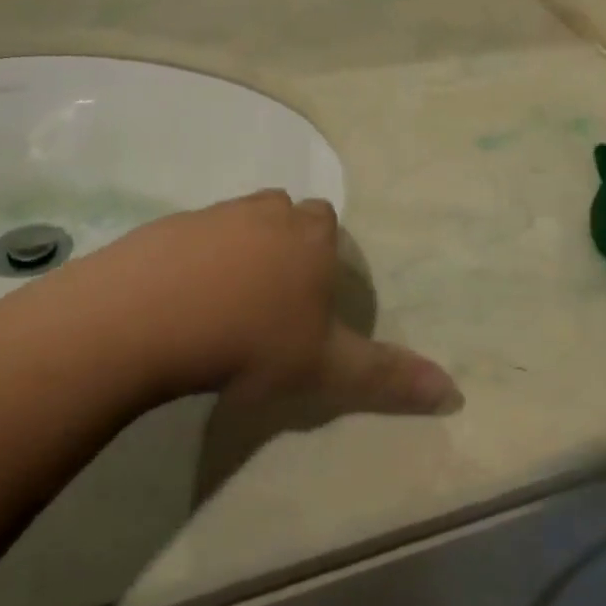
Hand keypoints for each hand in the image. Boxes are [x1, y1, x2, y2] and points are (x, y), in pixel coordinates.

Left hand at [64, 191, 461, 416]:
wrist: (149, 318)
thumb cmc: (251, 340)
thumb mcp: (325, 368)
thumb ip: (387, 376)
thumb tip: (455, 392)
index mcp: (308, 237)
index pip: (326, 222)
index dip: (322, 251)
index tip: (309, 291)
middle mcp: (264, 213)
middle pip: (283, 214)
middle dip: (284, 242)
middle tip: (271, 295)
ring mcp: (212, 215)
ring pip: (237, 221)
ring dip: (238, 248)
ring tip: (224, 300)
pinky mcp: (166, 226)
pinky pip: (190, 236)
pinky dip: (192, 257)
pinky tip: (179, 299)